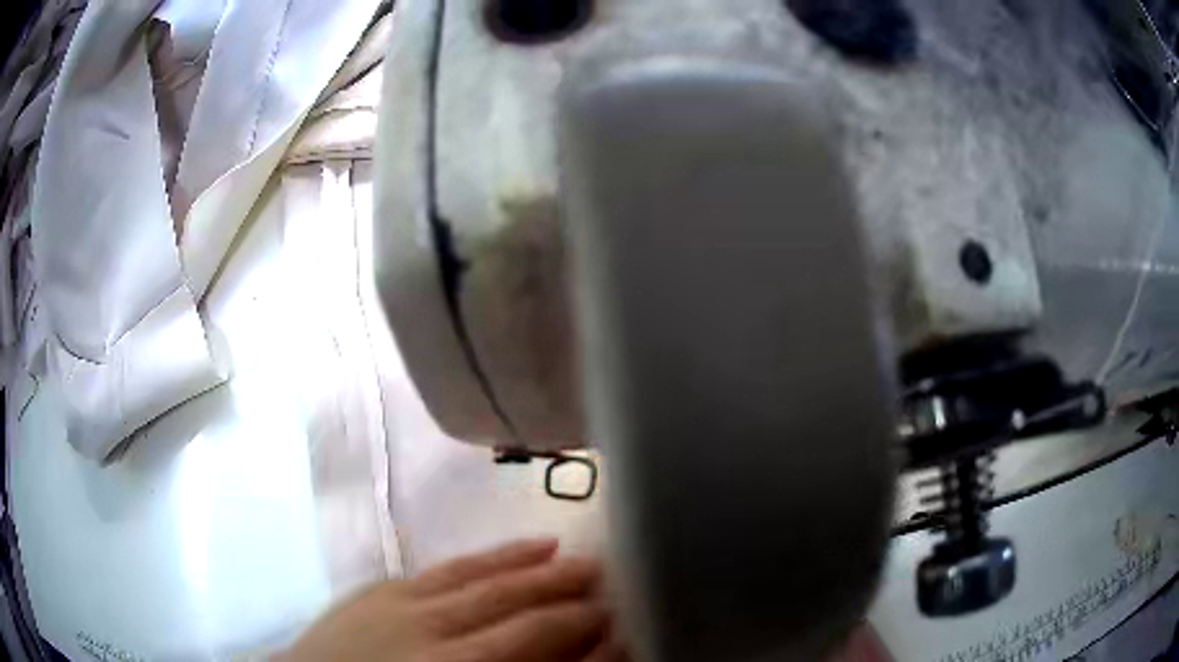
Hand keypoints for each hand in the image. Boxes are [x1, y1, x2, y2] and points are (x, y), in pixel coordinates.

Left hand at [280, 539, 627, 661]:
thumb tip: (578, 657)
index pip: (536, 639)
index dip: (583, 629)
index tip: (621, 619)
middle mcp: (433, 632)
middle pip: (515, 603)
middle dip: (566, 589)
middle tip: (608, 573)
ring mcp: (399, 604)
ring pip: (479, 576)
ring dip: (527, 563)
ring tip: (566, 550)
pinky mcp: (376, 591)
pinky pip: (440, 569)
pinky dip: (478, 560)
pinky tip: (498, 553)